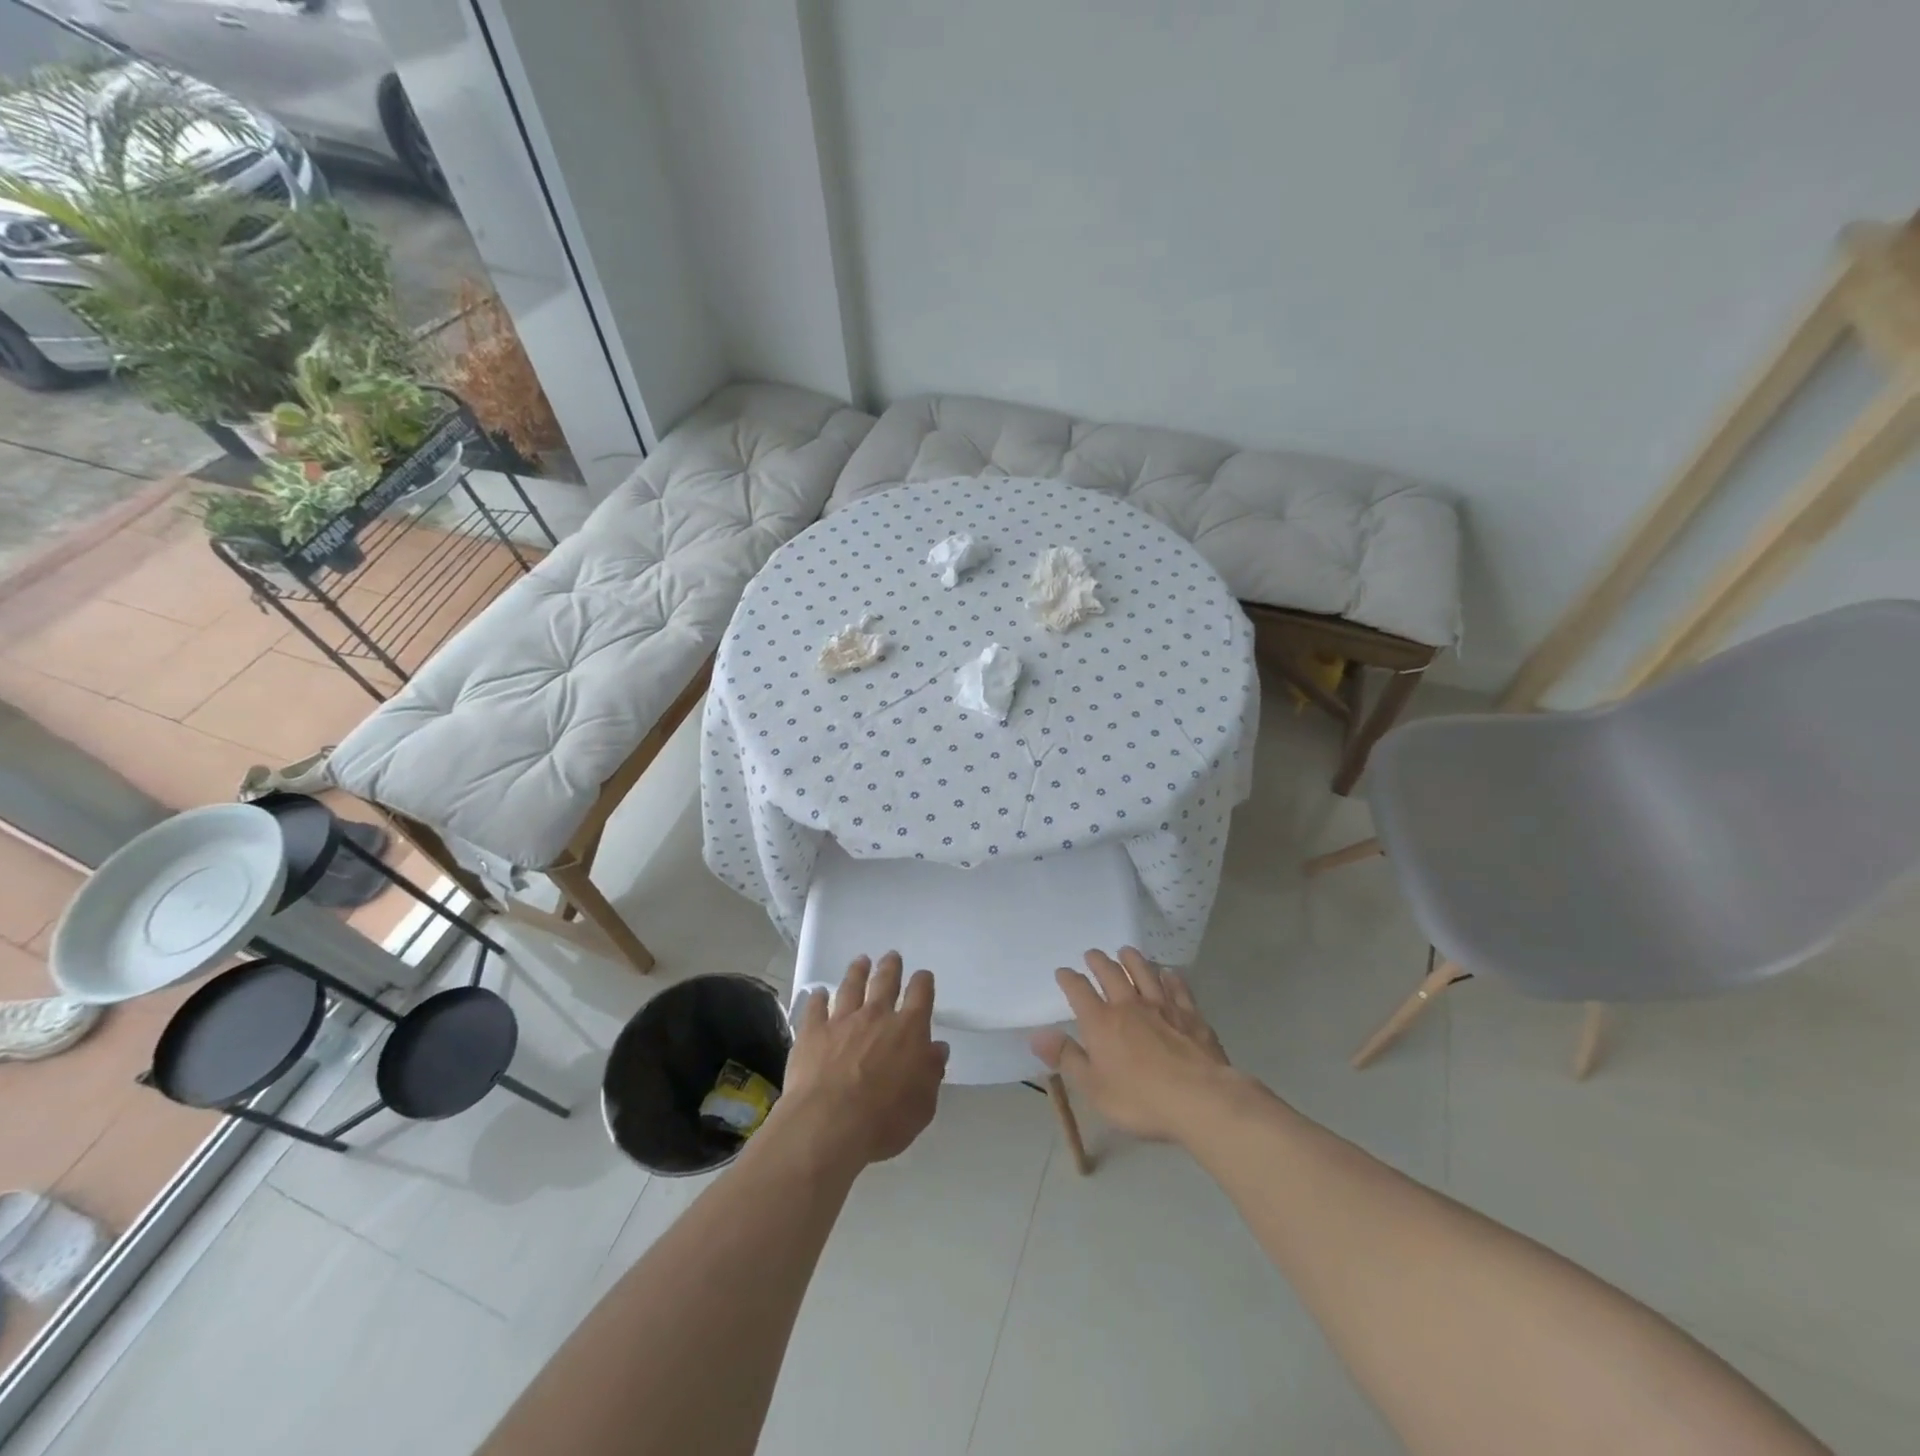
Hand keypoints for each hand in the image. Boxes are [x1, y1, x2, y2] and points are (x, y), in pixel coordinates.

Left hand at [776, 952, 948, 1169]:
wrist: (829, 1125)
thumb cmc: (884, 1120)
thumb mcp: (922, 1104)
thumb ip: (931, 1072)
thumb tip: (936, 1049)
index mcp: (909, 1030)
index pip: (921, 995)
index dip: (923, 982)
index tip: (923, 976)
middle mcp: (876, 1016)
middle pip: (885, 982)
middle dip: (890, 967)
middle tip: (891, 956)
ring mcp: (842, 1021)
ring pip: (851, 986)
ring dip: (857, 972)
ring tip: (860, 961)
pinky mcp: (813, 1032)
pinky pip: (815, 1008)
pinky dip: (818, 998)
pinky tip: (818, 993)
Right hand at [1032, 948, 1235, 1144]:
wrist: (1200, 1099)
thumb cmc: (1140, 1099)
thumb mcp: (1093, 1087)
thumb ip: (1066, 1057)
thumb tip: (1037, 1034)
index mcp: (1101, 1022)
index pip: (1079, 991)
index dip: (1069, 979)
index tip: (1063, 972)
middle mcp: (1129, 1005)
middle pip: (1111, 974)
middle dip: (1098, 962)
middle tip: (1092, 954)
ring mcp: (1162, 1007)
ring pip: (1144, 973)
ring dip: (1132, 960)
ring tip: (1125, 951)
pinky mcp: (1190, 1015)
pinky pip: (1178, 988)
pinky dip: (1171, 978)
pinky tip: (1169, 974)